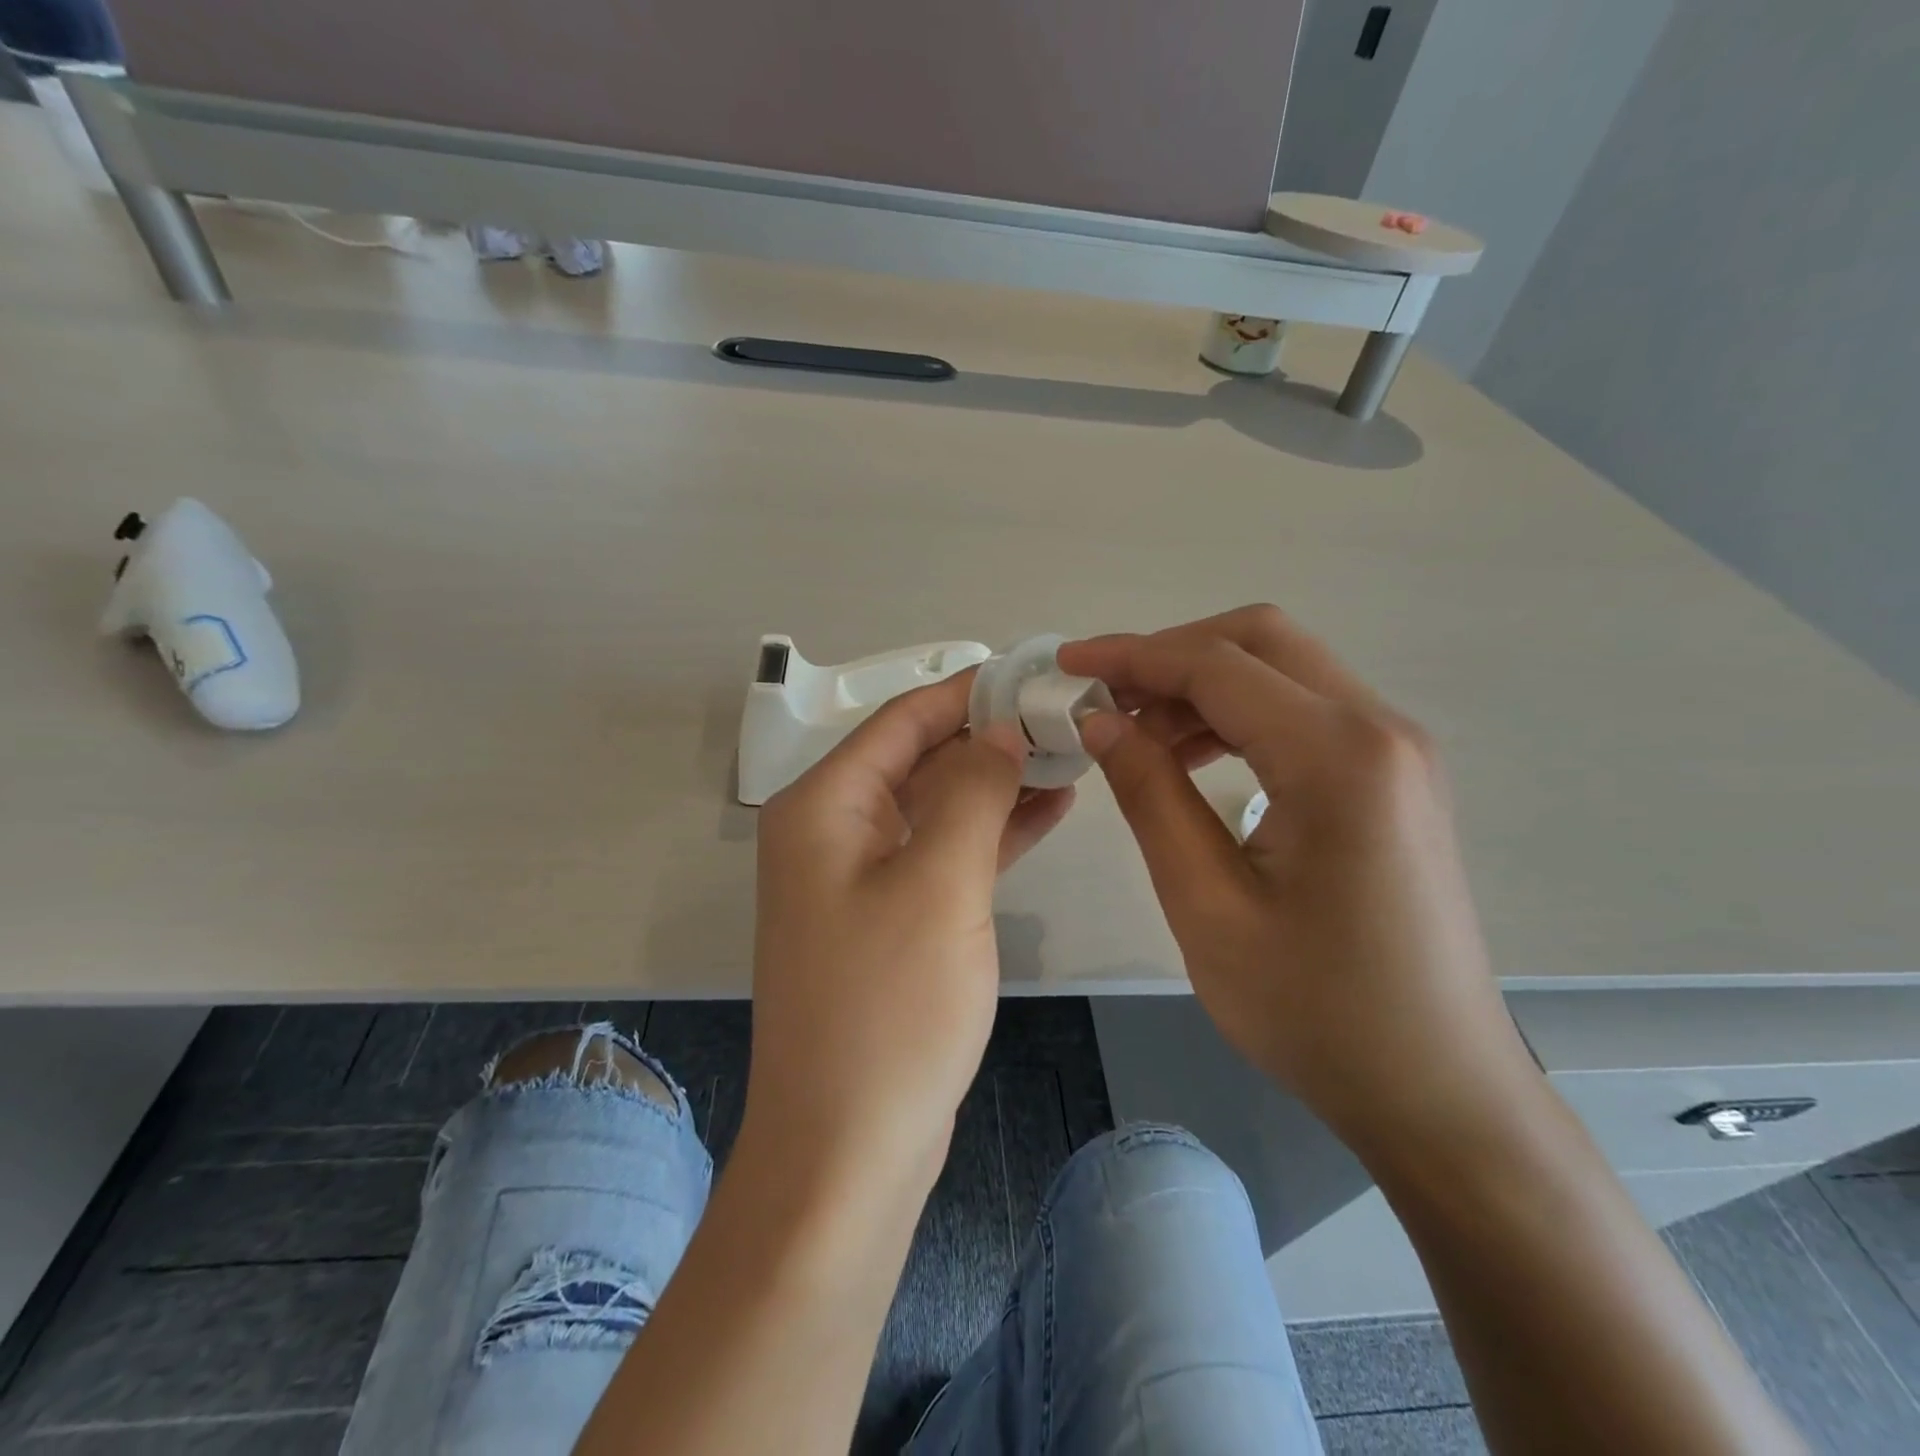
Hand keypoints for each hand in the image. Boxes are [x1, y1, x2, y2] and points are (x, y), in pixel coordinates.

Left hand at [745, 671, 1073, 1178]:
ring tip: (1069, 756)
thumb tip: (999, 727)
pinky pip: (942, 852)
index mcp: (823, 806)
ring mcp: (859, 876)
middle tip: (1066, 717)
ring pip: (936, 805)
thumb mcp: (940, 883)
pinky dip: (989, 831)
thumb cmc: (889, 1008)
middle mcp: (832, 830)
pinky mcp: (890, 917)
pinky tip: (1045, 812)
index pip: (902, 720)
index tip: (1033, 673)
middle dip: (989, 736)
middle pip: (918, 758)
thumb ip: (972, 791)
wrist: (848, 1149)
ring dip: (996, 782)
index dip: (968, 691)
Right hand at [1059, 606, 1534, 1157]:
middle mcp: (1381, 729)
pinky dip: (1239, 714)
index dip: (1132, 655)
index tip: (1068, 661)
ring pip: (1284, 669)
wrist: (1435, 1088)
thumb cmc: (1314, 1010)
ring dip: (1204, 683)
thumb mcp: (1206, 904)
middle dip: (1171, 654)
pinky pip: (1305, 711)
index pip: (1216, 666)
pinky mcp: (1394, 776)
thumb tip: (1101, 720)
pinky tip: (1193, 757)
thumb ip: (1149, 795)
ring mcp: (1397, 750)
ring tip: (1138, 733)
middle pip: (1260, 640)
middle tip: (1105, 696)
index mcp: (1338, 757)